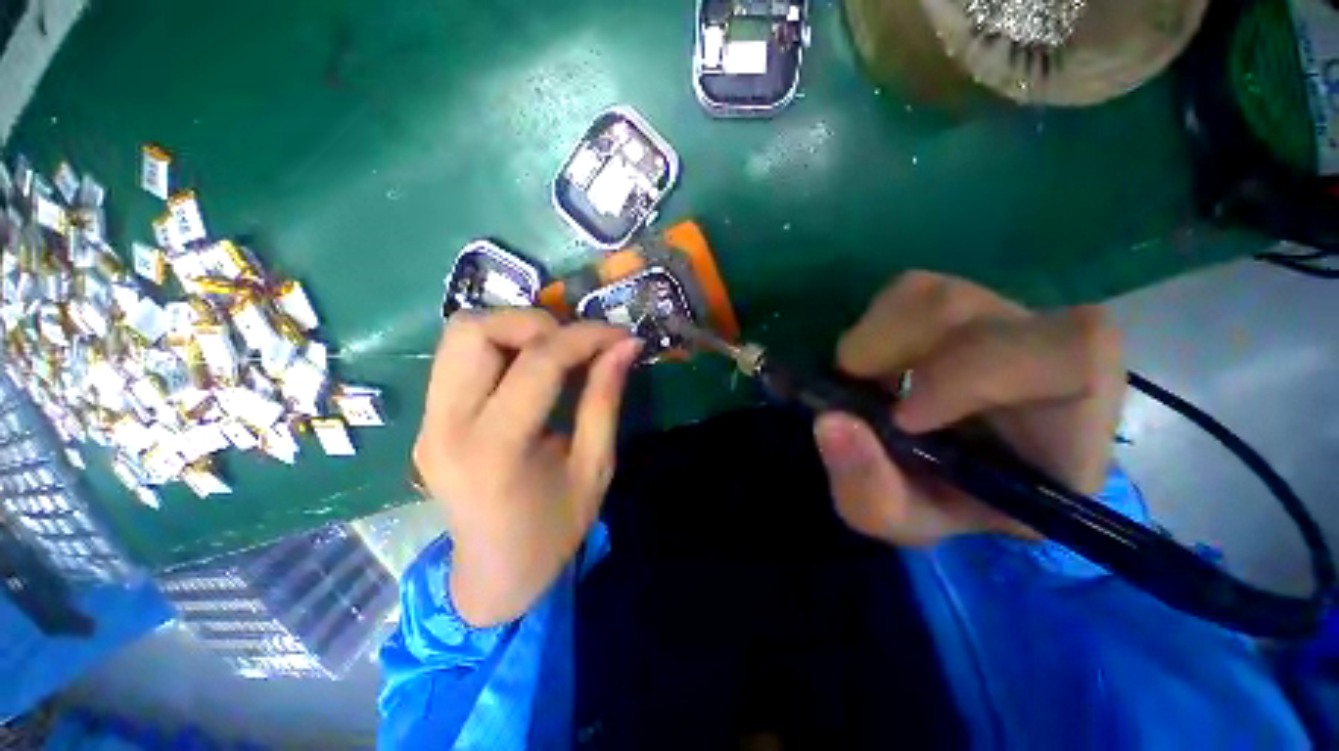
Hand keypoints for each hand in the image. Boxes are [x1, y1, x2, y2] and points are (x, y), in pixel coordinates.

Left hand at [413, 309, 640, 626]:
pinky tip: (529, 369)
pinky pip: (458, 357)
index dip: (584, 337)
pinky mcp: (427, 420)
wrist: (494, 574)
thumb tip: (624, 346)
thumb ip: (605, 399)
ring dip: (514, 329)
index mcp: (496, 449)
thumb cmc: (554, 530)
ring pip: (459, 335)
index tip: (618, 335)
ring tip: (554, 352)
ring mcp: (428, 422)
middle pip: (474, 330)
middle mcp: (447, 426)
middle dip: (536, 323)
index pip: (538, 362)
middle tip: (575, 345)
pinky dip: (500, 346)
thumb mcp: (595, 467)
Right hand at [815, 271, 1124, 545]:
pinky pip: (907, 293)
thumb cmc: (941, 504)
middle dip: (892, 349)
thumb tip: (830, 421)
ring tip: (863, 380)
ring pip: (930, 292)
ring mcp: (1000, 318)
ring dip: (874, 338)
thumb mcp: (900, 519)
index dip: (974, 373)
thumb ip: (868, 487)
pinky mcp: (959, 305)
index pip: (1069, 356)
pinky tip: (872, 365)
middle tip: (857, 390)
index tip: (901, 418)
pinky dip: (871, 327)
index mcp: (1071, 424)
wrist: (947, 475)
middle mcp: (1043, 353)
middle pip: (972, 308)